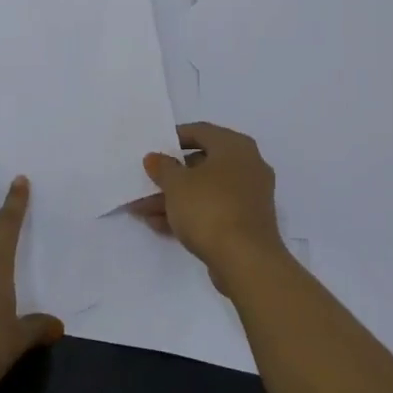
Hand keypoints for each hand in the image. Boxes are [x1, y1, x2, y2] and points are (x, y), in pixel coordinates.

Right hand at [131, 123, 284, 287]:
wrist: (246, 261)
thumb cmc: (210, 209)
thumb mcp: (177, 184)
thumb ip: (162, 167)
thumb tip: (155, 158)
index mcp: (235, 146)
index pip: (201, 131)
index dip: (174, 137)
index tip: (154, 148)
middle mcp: (247, 165)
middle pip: (202, 163)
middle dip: (170, 176)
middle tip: (146, 182)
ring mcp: (249, 196)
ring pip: (205, 190)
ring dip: (175, 198)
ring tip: (142, 210)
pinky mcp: (247, 223)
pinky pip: (214, 210)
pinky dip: (190, 214)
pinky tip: (160, 225)